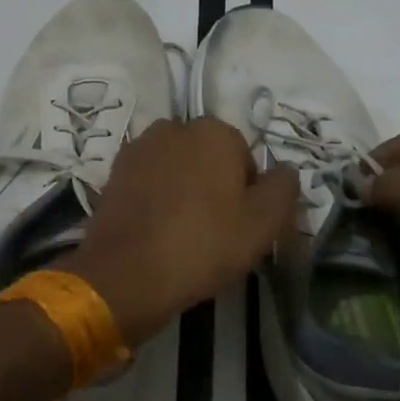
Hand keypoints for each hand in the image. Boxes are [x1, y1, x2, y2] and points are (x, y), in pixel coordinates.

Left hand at [63, 118, 298, 347]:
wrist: (126, 273)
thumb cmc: (203, 244)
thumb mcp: (263, 223)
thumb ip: (284, 188)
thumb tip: (285, 171)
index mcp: (214, 131)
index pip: (245, 158)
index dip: (248, 194)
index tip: (241, 225)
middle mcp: (174, 127)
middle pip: (209, 159)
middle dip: (214, 186)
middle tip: (215, 231)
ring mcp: (139, 148)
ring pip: (177, 169)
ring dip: (183, 191)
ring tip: (184, 233)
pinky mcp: (114, 173)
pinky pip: (149, 182)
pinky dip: (156, 199)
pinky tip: (157, 231)